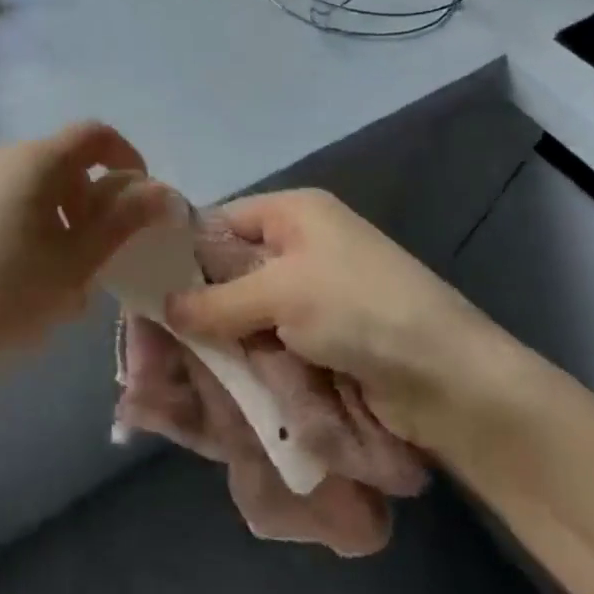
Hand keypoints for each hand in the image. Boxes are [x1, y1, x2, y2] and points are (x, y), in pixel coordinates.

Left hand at [0, 121, 169, 385]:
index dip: (127, 159)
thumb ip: (123, 222)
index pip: (95, 135)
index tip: (140, 203)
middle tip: (97, 258)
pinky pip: (1, 202)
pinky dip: (25, 226)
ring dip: (59, 220)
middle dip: (91, 203)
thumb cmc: (1, 297)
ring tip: (58, 279)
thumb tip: (162, 191)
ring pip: (32, 187)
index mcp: (34, 160)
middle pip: (63, 163)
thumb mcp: (74, 265)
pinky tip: (16, 279)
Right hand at [165, 189, 527, 453]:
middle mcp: (301, 247)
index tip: (144, 288)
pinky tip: (216, 378)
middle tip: (154, 337)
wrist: (449, 379)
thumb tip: (164, 307)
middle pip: (229, 270)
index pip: (220, 222)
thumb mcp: (282, 293)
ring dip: (221, 338)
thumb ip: (217, 300)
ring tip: (177, 366)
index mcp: (294, 213)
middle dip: (197, 303)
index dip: (182, 252)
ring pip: (244, 312)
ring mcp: (312, 296)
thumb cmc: (361, 309)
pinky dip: (246, 359)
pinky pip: (267, 342)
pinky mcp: (321, 339)